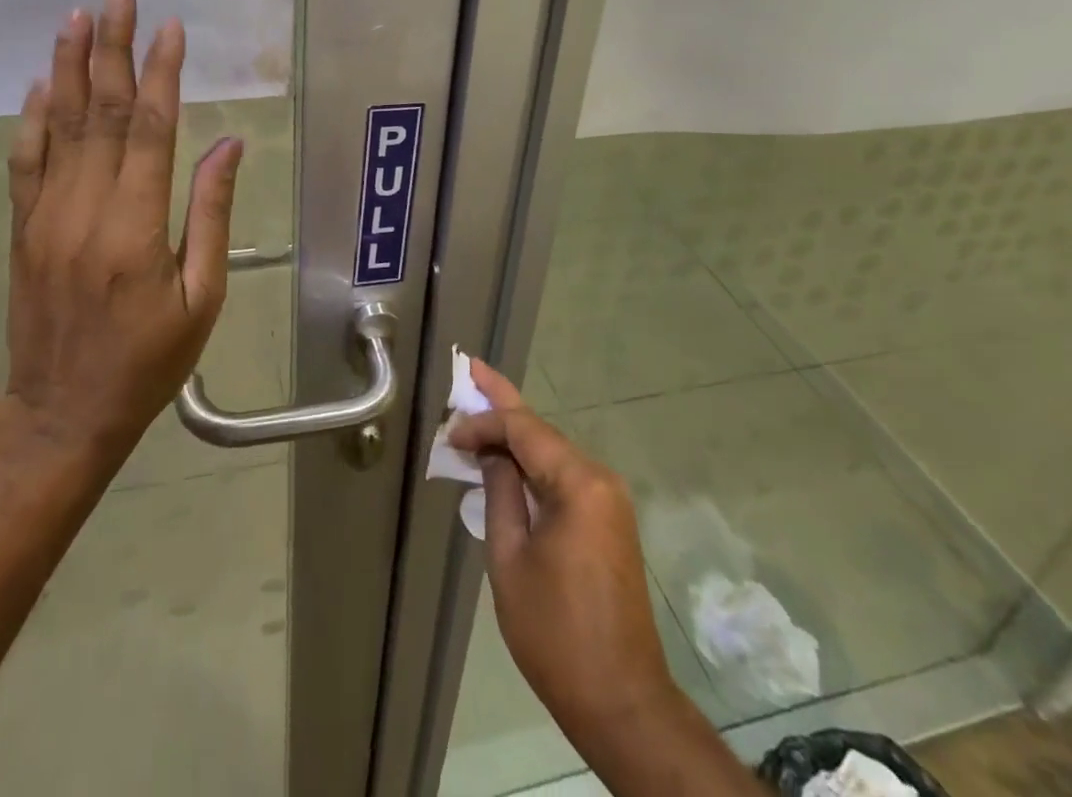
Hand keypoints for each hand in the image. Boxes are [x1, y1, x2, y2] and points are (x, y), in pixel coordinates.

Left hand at [0, 0, 243, 461]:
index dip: (161, 73)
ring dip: (68, 68)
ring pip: (58, 126)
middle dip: (113, 50)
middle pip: (100, 113)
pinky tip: (40, 82)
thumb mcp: (202, 296)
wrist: (63, 412)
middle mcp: (85, 209)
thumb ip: (211, 214)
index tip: (171, 29)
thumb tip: (227, 145)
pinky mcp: (23, 228)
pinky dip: (31, 118)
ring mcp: (45, 216)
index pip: (150, 129)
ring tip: (77, 18)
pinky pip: (24, 161)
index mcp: (135, 227)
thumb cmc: (150, 359)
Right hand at [449, 363, 679, 747]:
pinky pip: (565, 477)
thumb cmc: (556, 633)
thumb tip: (491, 454)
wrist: (622, 700)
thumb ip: (500, 494)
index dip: (484, 423)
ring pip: (553, 452)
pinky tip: (508, 459)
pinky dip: (534, 464)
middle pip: (542, 431)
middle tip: (472, 369)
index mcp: (580, 483)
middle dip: (504, 404)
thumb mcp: (510, 559)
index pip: (524, 429)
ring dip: (516, 436)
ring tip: (480, 413)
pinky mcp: (609, 520)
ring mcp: (609, 500)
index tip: (450, 435)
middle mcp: (600, 479)